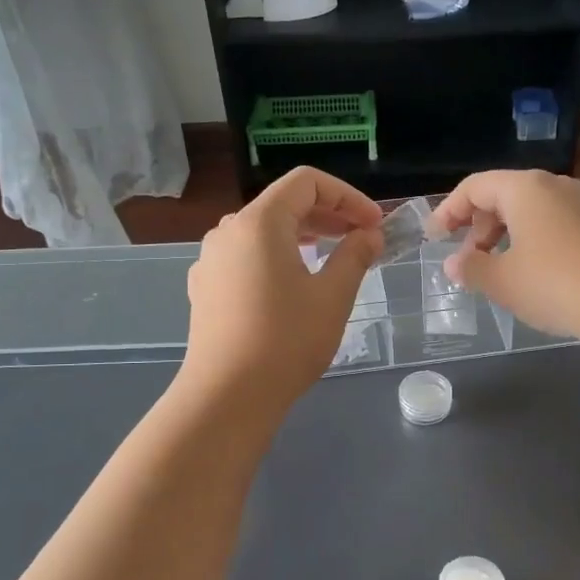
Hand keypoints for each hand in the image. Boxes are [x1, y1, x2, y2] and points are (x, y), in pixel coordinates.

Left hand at [180, 167, 383, 407]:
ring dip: (303, 235)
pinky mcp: (206, 286)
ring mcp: (211, 259)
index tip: (373, 224)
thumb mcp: (332, 296)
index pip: (306, 183)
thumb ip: (354, 255)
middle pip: (283, 203)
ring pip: (264, 231)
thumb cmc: (286, 341)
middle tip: (363, 238)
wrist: (226, 396)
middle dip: (328, 215)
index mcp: (259, 222)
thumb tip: (369, 235)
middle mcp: (228, 230)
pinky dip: (278, 256)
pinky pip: (247, 255)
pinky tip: (295, 284)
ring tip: (333, 257)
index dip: (346, 196)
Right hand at [429, 170, 579, 345]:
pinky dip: (533, 242)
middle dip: (479, 227)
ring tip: (499, 271)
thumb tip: (454, 264)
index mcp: (525, 188)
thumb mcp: (502, 281)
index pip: (475, 187)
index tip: (435, 238)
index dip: (448, 211)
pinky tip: (535, 275)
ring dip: (506, 237)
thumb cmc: (555, 283)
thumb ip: (471, 269)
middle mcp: (555, 185)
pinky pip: (555, 225)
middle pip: (504, 195)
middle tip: (469, 261)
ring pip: (531, 211)